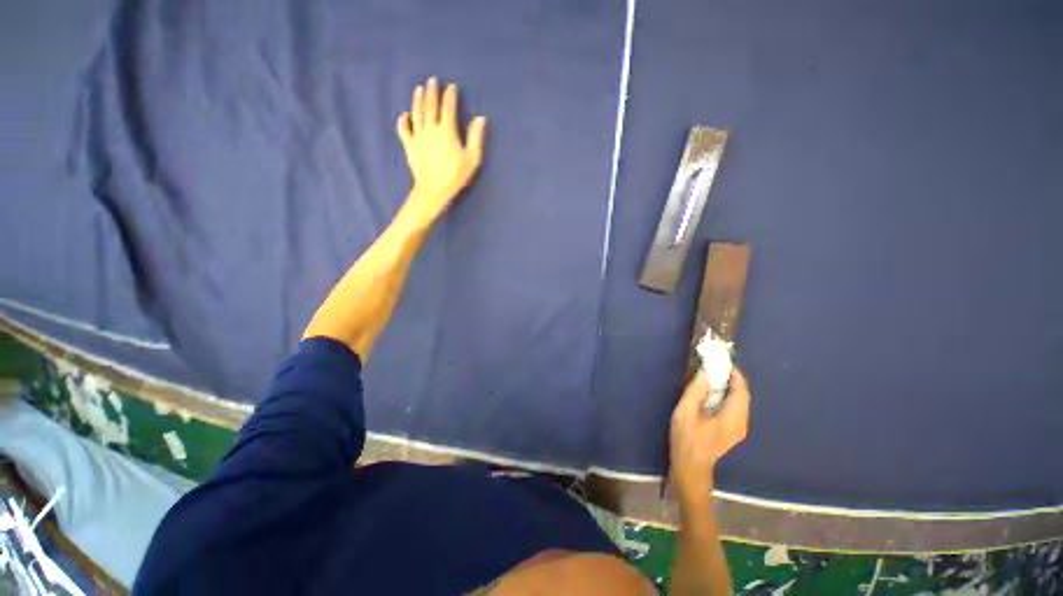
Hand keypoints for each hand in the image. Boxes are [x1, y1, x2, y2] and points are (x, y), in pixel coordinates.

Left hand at [397, 77, 486, 223]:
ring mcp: (417, 136)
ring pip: (416, 113)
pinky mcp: (409, 145)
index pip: (448, 108)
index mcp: (446, 131)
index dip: (450, 96)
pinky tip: (405, 115)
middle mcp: (430, 129)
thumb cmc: (455, 176)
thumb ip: (475, 138)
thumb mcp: (472, 159)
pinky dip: (403, 121)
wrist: (433, 190)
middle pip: (430, 106)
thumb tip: (481, 118)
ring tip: (418, 89)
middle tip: (432, 80)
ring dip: (417, 100)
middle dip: (431, 92)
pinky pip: (403, 129)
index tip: (451, 86)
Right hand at [669, 368, 749, 508]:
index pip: (741, 389)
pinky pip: (734, 406)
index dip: (733, 372)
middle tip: (712, 365)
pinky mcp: (734, 429)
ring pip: (739, 399)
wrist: (691, 468)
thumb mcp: (685, 413)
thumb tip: (705, 373)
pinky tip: (711, 392)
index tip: (719, 360)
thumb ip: (696, 391)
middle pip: (742, 393)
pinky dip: (726, 395)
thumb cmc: (686, 440)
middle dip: (729, 377)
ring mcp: (740, 427)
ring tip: (709, 375)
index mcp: (733, 418)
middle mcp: (742, 422)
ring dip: (727, 386)